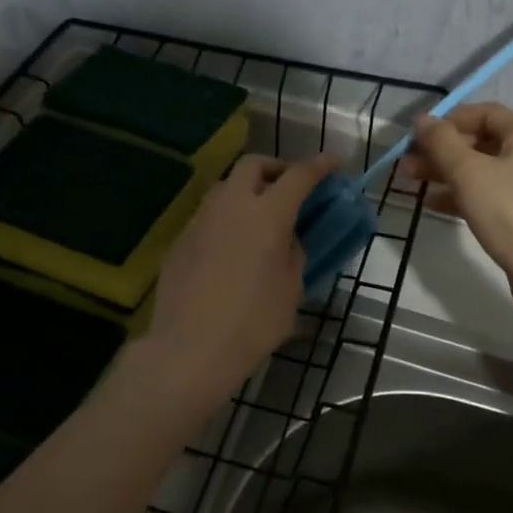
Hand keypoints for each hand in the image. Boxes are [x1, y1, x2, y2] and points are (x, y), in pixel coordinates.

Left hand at [142, 152, 336, 397]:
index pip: (298, 176)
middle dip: (276, 168)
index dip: (318, 166)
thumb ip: (293, 253)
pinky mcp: (180, 239)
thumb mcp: (290, 289)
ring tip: (259, 217)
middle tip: (289, 188)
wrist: (190, 349)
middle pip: (253, 165)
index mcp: (267, 214)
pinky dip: (226, 218)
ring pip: (225, 187)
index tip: (332, 163)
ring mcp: (201, 220)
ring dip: (247, 191)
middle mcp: (231, 205)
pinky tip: (231, 247)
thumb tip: (287, 239)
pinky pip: (208, 216)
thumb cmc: (253, 322)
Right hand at [398, 103, 512, 325]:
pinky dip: (458, 195)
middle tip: (406, 162)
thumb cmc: (509, 210)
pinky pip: (484, 195)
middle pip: (479, 142)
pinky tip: (431, 203)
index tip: (418, 136)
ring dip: (444, 172)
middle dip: (440, 150)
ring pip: (479, 171)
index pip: (483, 113)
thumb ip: (441, 142)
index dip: (448, 120)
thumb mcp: (468, 171)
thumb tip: (423, 120)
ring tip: (409, 180)